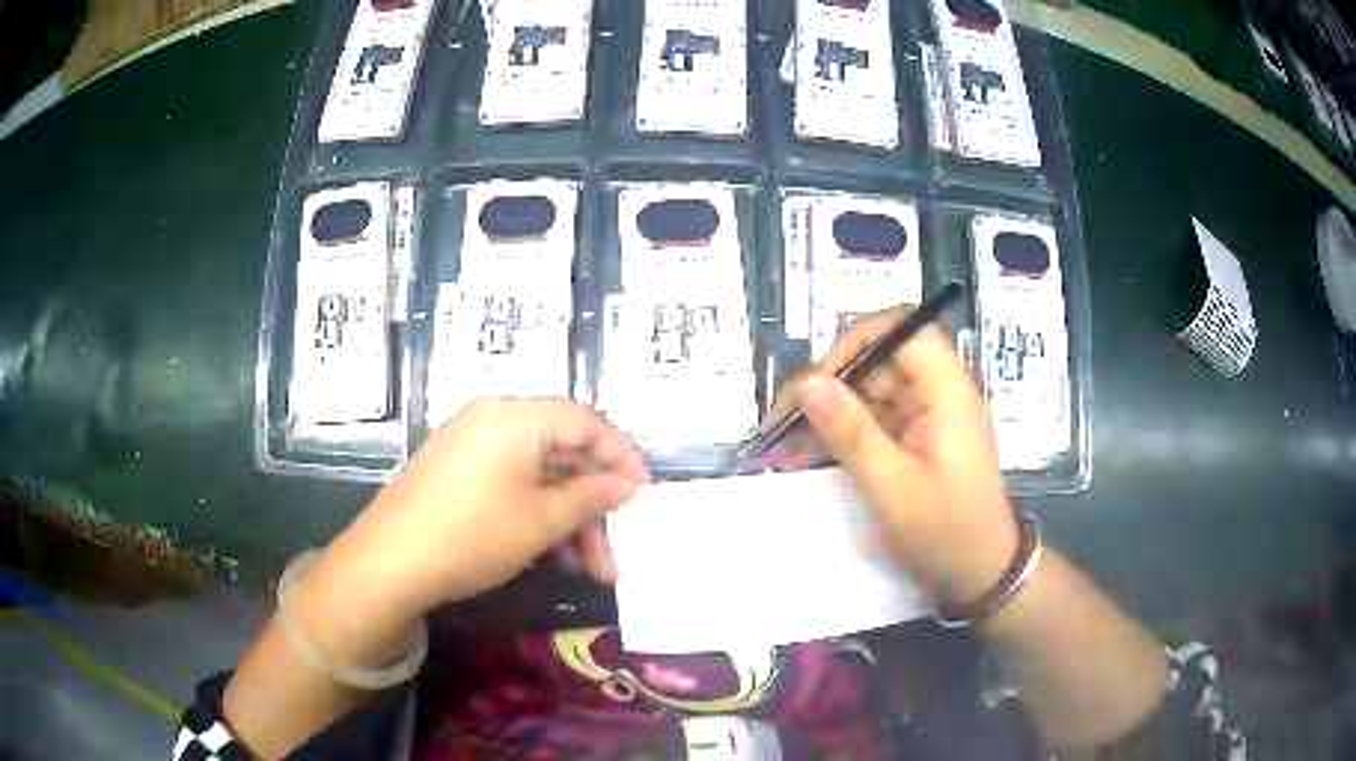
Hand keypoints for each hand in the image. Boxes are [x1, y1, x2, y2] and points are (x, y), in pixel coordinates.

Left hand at [295, 398, 648, 664]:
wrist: (388, 563)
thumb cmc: (471, 535)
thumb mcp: (541, 520)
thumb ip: (590, 497)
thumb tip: (626, 485)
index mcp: (516, 417)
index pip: (586, 422)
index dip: (622, 457)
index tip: (645, 495)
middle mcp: (493, 419)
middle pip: (562, 453)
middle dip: (593, 506)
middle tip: (612, 554)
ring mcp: (471, 445)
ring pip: (538, 474)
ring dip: (567, 517)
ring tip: (585, 568)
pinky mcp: (456, 471)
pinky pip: (511, 483)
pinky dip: (536, 513)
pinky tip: (550, 553)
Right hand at [764, 309, 1017, 608]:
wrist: (980, 575)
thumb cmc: (945, 532)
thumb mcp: (891, 487)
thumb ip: (850, 432)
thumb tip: (809, 383)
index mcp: (946, 391)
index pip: (903, 329)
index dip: (857, 341)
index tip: (818, 379)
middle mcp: (939, 393)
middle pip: (879, 361)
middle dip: (829, 386)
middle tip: (783, 423)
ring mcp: (928, 417)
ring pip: (870, 392)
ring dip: (829, 415)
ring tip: (784, 446)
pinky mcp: (918, 439)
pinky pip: (875, 421)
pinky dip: (842, 435)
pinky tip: (808, 456)